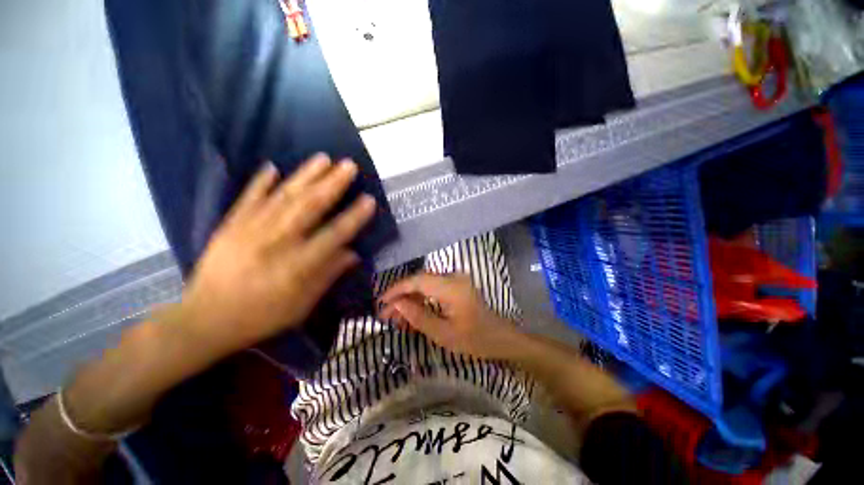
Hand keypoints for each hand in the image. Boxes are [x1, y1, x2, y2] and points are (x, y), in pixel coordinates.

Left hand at [181, 154, 375, 354]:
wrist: (205, 320)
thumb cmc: (261, 316)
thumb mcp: (303, 305)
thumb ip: (328, 275)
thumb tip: (353, 254)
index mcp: (297, 264)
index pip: (334, 234)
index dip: (354, 216)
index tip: (369, 200)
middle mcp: (277, 241)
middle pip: (310, 206)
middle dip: (332, 184)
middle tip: (349, 165)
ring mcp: (251, 229)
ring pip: (284, 196)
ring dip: (305, 175)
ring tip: (323, 158)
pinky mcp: (230, 225)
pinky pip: (248, 198)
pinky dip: (260, 182)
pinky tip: (272, 167)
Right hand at [379, 273, 521, 358]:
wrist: (501, 338)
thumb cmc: (475, 340)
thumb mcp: (443, 334)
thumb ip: (418, 317)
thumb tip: (397, 305)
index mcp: (451, 287)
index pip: (417, 281)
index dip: (397, 289)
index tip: (381, 302)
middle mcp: (453, 278)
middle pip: (420, 282)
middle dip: (401, 297)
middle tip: (386, 315)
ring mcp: (455, 281)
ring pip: (425, 285)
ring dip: (410, 299)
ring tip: (396, 319)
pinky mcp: (456, 286)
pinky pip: (433, 289)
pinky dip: (421, 300)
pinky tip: (412, 314)